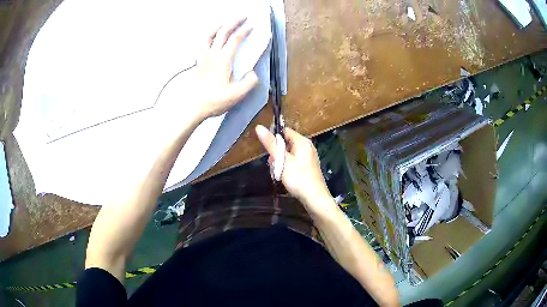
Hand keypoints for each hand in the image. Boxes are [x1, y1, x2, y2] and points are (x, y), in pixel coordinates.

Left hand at [194, 18, 258, 119]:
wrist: (194, 107)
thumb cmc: (215, 100)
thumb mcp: (237, 94)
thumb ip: (250, 82)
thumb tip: (253, 73)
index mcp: (223, 59)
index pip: (236, 39)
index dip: (245, 31)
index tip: (252, 26)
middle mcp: (212, 54)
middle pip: (222, 32)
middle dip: (234, 22)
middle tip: (242, 17)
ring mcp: (203, 57)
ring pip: (209, 35)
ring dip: (218, 26)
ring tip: (225, 23)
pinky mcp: (198, 62)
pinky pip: (202, 44)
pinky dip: (207, 37)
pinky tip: (210, 39)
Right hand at [255, 125, 331, 206]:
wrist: (314, 197)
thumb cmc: (298, 177)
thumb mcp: (282, 160)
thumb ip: (271, 144)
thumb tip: (259, 127)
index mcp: (302, 141)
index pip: (285, 131)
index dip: (274, 137)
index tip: (267, 149)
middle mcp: (307, 146)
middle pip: (286, 143)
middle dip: (276, 152)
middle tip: (273, 164)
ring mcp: (308, 156)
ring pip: (288, 153)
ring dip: (280, 161)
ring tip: (278, 172)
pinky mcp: (308, 166)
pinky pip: (293, 161)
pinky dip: (287, 166)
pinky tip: (284, 176)